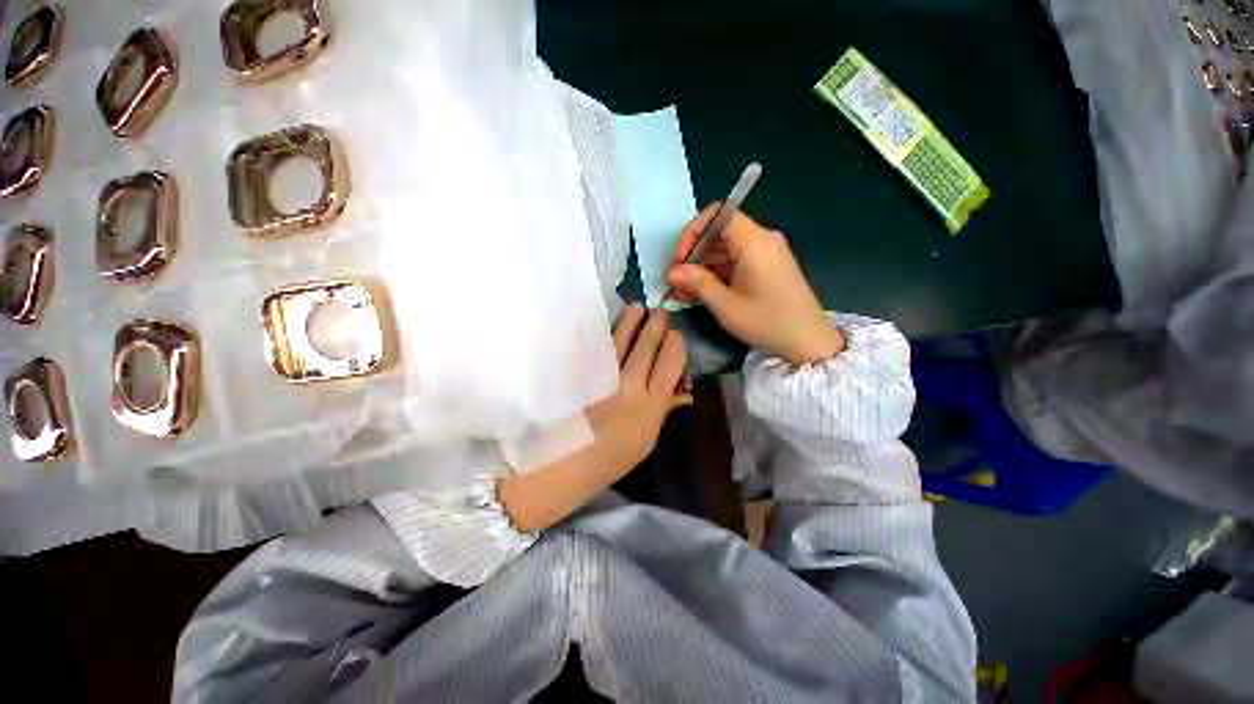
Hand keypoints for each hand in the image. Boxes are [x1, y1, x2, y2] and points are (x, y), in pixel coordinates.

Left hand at [587, 304, 691, 474]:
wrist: (568, 462)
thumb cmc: (613, 457)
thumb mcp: (647, 439)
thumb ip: (664, 409)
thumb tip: (684, 390)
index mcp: (650, 405)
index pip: (670, 363)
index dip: (676, 344)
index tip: (675, 336)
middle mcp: (629, 386)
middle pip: (647, 346)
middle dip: (656, 325)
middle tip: (660, 312)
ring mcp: (603, 378)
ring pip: (621, 340)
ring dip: (631, 320)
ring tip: (637, 308)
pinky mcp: (581, 375)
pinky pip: (595, 347)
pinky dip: (604, 333)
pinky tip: (609, 323)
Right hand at [666, 204, 843, 364]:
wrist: (808, 342)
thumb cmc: (768, 322)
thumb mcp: (726, 305)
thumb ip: (697, 283)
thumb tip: (672, 272)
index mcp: (754, 242)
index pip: (718, 215)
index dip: (693, 232)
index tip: (679, 259)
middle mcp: (760, 241)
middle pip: (718, 234)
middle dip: (692, 255)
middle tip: (673, 280)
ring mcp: (763, 255)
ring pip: (723, 251)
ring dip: (700, 269)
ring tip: (679, 292)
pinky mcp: (763, 269)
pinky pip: (733, 264)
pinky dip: (714, 276)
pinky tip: (695, 294)